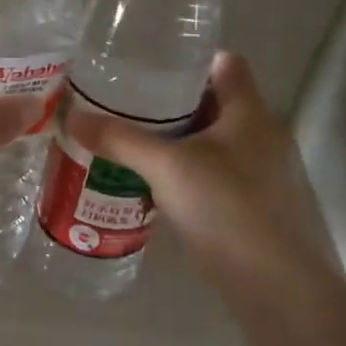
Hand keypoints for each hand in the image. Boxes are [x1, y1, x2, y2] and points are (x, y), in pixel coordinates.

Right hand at [65, 52, 339, 291]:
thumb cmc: (227, 209)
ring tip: (127, 143)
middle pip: (212, 104)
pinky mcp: (250, 207)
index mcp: (250, 113)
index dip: (190, 59)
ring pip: (209, 143)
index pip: (225, 64)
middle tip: (123, 106)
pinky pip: (210, 176)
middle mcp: (260, 137)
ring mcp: (258, 174)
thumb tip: (72, 116)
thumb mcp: (166, 168)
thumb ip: (120, 140)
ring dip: (173, 142)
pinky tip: (149, 186)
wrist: (274, 286)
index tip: (148, 66)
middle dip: (168, 104)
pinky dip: (181, 174)